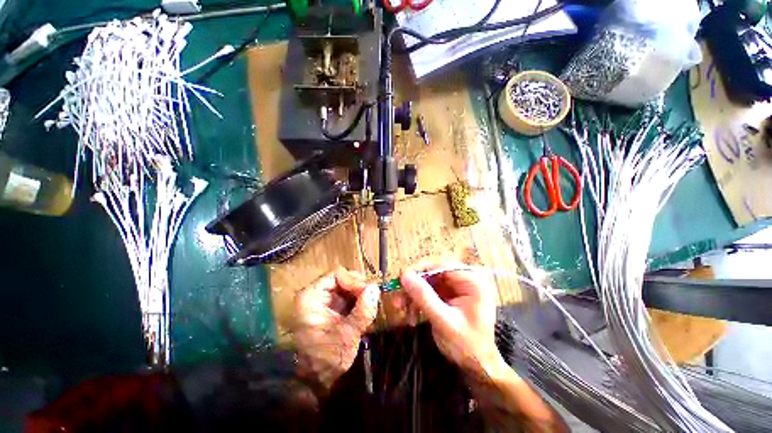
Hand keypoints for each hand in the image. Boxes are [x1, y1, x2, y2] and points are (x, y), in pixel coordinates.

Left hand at [294, 267, 379, 389]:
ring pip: (346, 286)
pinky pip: (347, 295)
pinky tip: (366, 308)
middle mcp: (315, 294)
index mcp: (311, 297)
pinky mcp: (330, 307)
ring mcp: (323, 300)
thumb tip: (375, 288)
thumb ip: (362, 310)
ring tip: (371, 303)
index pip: (336, 274)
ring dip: (360, 293)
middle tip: (373, 297)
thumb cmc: (328, 359)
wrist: (318, 381)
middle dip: (359, 286)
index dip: (354, 280)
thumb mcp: (347, 334)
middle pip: (341, 278)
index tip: (369, 292)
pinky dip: (358, 299)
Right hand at [400, 260, 505, 379]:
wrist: (477, 367)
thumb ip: (425, 298)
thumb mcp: (444, 322)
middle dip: (414, 285)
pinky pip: (428, 290)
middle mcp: (464, 279)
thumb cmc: (468, 346)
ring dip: (413, 294)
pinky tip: (410, 313)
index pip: (441, 266)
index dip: (420, 270)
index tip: (401, 280)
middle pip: (433, 272)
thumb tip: (404, 276)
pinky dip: (417, 300)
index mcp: (472, 281)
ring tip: (400, 308)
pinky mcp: (448, 294)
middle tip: (398, 297)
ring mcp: (456, 286)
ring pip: (427, 281)